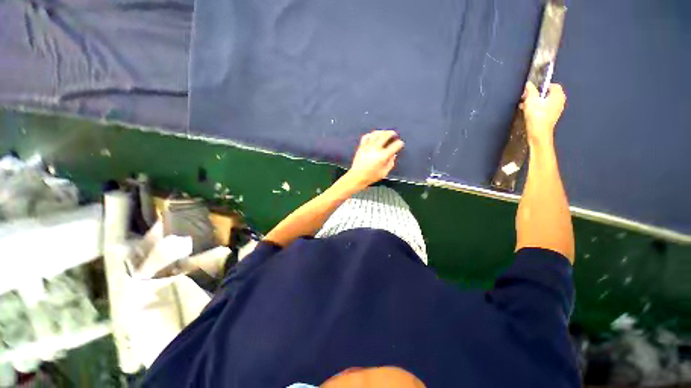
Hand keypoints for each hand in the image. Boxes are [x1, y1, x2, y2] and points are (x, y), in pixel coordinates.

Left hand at [344, 130, 403, 189]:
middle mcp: (376, 149)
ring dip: (382, 132)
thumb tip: (393, 155)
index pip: (395, 146)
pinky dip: (371, 134)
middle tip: (394, 134)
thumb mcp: (384, 172)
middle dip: (391, 133)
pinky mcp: (361, 147)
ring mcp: (368, 146)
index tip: (400, 144)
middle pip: (385, 135)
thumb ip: (390, 163)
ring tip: (385, 133)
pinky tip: (373, 136)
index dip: (399, 144)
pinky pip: (366, 136)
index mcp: (383, 156)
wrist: (357, 177)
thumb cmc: (371, 177)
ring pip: (376, 134)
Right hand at [521, 82, 565, 143]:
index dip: (540, 86)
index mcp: (558, 94)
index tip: (531, 90)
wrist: (539, 132)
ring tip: (524, 106)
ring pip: (545, 102)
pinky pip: (544, 109)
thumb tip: (529, 84)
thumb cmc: (537, 115)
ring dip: (535, 102)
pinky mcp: (551, 117)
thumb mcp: (531, 100)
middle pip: (548, 94)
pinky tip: (528, 112)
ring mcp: (556, 110)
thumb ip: (530, 90)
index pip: (551, 85)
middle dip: (536, 95)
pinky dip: (537, 109)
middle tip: (526, 98)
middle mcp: (560, 101)